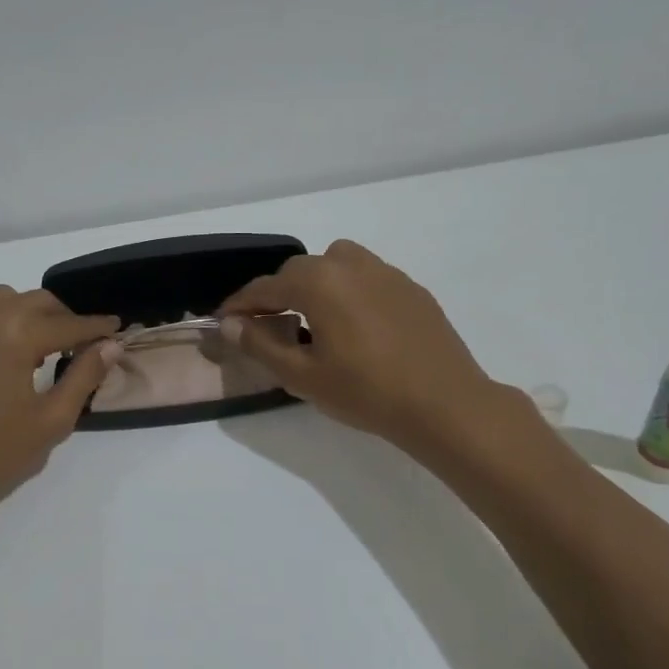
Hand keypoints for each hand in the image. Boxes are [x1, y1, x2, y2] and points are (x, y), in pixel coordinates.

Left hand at [0, 287, 119, 520]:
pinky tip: (1, 359)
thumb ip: (83, 376)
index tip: (116, 328)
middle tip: (81, 340)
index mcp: (14, 334)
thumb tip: (109, 346)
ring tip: (40, 347)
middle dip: (63, 316)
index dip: (96, 327)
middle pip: (34, 301)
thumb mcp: (51, 420)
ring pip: (0, 301)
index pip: (67, 323)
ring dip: (27, 314)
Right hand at [219, 240, 510, 455]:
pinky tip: (354, 326)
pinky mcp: (411, 288)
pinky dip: (348, 292)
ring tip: (312, 319)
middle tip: (266, 325)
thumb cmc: (365, 391)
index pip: (265, 287)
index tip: (223, 320)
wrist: (445, 404)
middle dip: (277, 294)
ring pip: (336, 265)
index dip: (240, 304)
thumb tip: (230, 325)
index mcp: (318, 281)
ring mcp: (386, 272)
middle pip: (300, 271)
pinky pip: (367, 278)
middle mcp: (349, 264)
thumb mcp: (302, 375)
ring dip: (315, 285)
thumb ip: (260, 344)